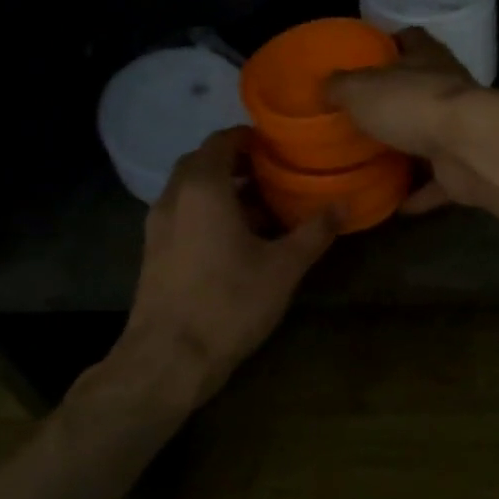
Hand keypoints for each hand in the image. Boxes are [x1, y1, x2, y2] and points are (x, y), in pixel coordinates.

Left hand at [110, 128, 336, 404]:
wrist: (168, 359)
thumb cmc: (229, 302)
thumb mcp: (284, 267)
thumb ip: (315, 231)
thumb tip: (344, 204)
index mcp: (203, 188)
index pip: (221, 141)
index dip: (250, 138)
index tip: (280, 148)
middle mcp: (174, 197)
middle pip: (202, 162)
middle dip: (237, 162)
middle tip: (274, 175)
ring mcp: (157, 225)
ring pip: (190, 189)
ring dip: (222, 189)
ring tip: (261, 208)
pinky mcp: (153, 251)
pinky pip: (182, 214)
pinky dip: (207, 211)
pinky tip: (235, 240)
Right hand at [327, 27, 486, 211]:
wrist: (470, 149)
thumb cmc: (413, 105)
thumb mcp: (361, 89)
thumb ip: (341, 86)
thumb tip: (327, 86)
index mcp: (426, 59)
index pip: (410, 39)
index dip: (390, 43)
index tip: (368, 56)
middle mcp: (448, 90)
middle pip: (420, 90)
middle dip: (395, 102)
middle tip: (360, 117)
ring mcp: (461, 130)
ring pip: (431, 137)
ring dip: (409, 150)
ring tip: (375, 162)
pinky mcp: (465, 167)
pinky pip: (438, 182)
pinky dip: (420, 194)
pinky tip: (395, 205)